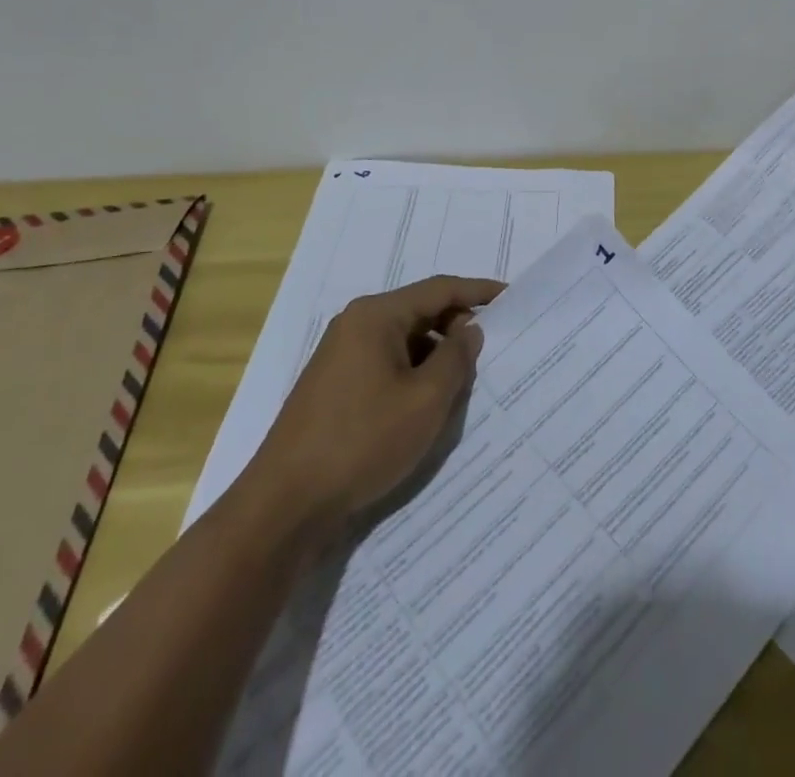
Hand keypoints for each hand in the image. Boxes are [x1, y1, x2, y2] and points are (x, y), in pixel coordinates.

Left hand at [254, 275, 500, 519]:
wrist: (284, 505)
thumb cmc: (362, 442)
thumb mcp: (425, 401)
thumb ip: (456, 358)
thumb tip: (470, 330)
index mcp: (376, 316)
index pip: (439, 289)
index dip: (478, 291)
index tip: (511, 297)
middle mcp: (355, 324)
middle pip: (419, 312)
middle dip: (456, 329)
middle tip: (489, 355)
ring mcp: (340, 355)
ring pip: (403, 342)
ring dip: (434, 357)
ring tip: (462, 386)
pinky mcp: (333, 386)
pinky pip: (385, 364)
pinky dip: (412, 375)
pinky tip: (426, 405)